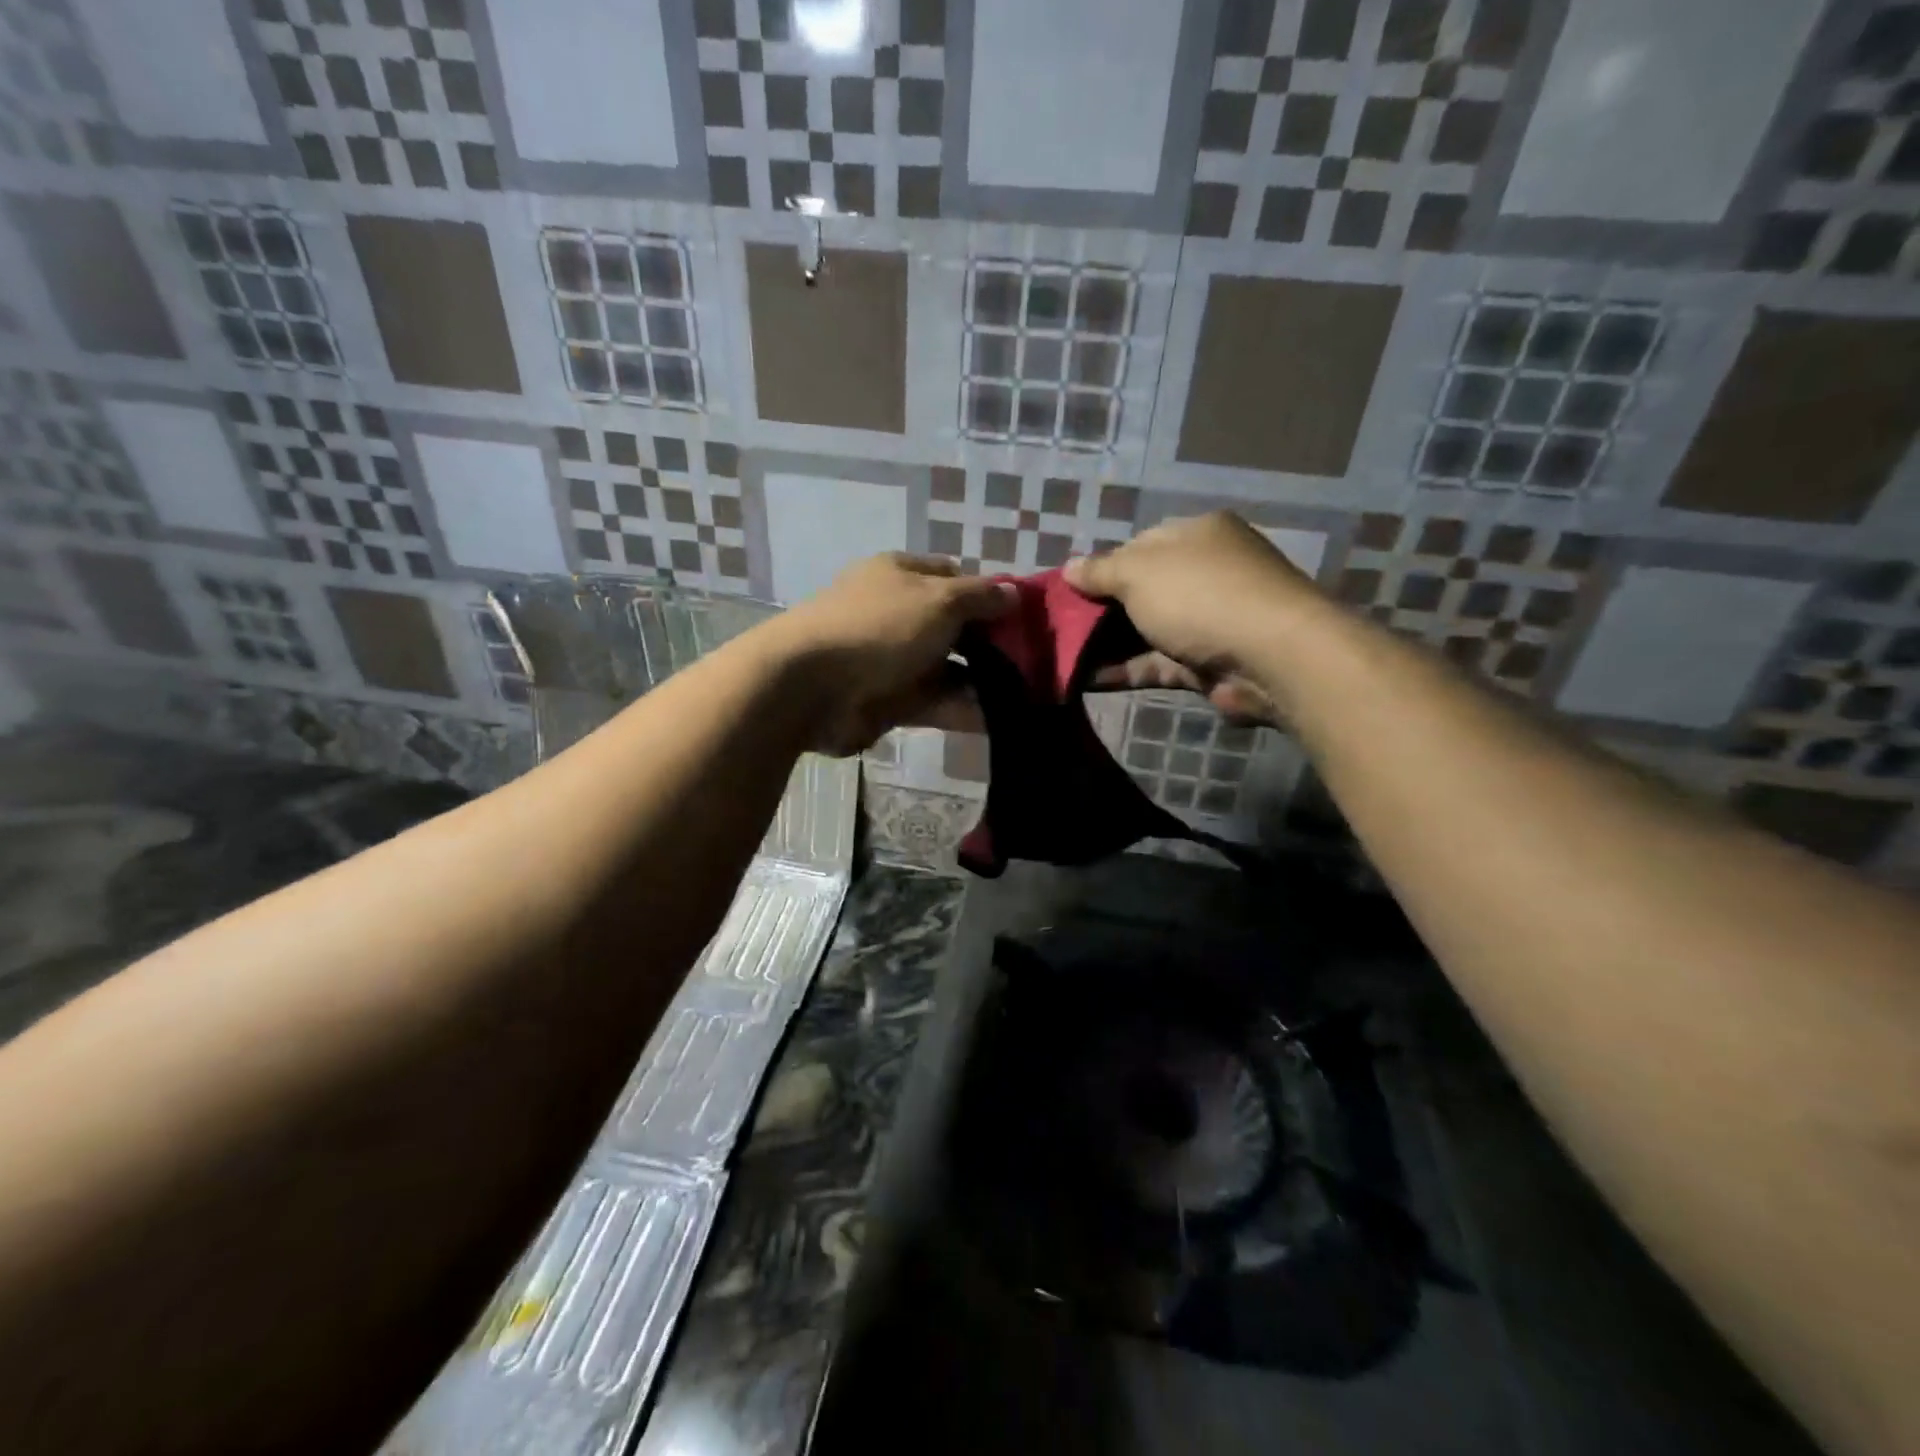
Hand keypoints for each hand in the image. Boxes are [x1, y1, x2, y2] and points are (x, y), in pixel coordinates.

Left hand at [773, 553, 1013, 753]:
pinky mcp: (888, 699)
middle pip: (953, 626)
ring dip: (981, 680)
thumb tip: (1015, 592)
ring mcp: (891, 658)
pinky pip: (934, 701)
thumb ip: (980, 597)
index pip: (953, 575)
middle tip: (1033, 662)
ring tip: (1024, 696)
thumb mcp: (938, 600)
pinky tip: (997, 719)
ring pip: (946, 667)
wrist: (811, 685)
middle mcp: (897, 613)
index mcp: (901, 575)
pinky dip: (961, 709)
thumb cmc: (879, 627)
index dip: (988, 593)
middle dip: (990, 643)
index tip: (1023, 617)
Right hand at [1064, 512, 1319, 723]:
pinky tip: (1084, 679)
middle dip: (1101, 609)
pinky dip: (1123, 670)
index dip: (1102, 567)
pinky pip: (1155, 663)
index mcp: (1197, 534)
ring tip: (1062, 656)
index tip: (1069, 591)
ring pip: (1146, 630)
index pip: (1139, 545)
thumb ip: (1099, 571)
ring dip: (1106, 644)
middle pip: (1142, 590)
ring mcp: (1208, 620)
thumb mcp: (1138, 572)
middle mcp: (1206, 572)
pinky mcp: (1206, 663)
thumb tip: (1068, 568)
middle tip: (1060, 627)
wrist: (1268, 656)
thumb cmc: (1199, 595)